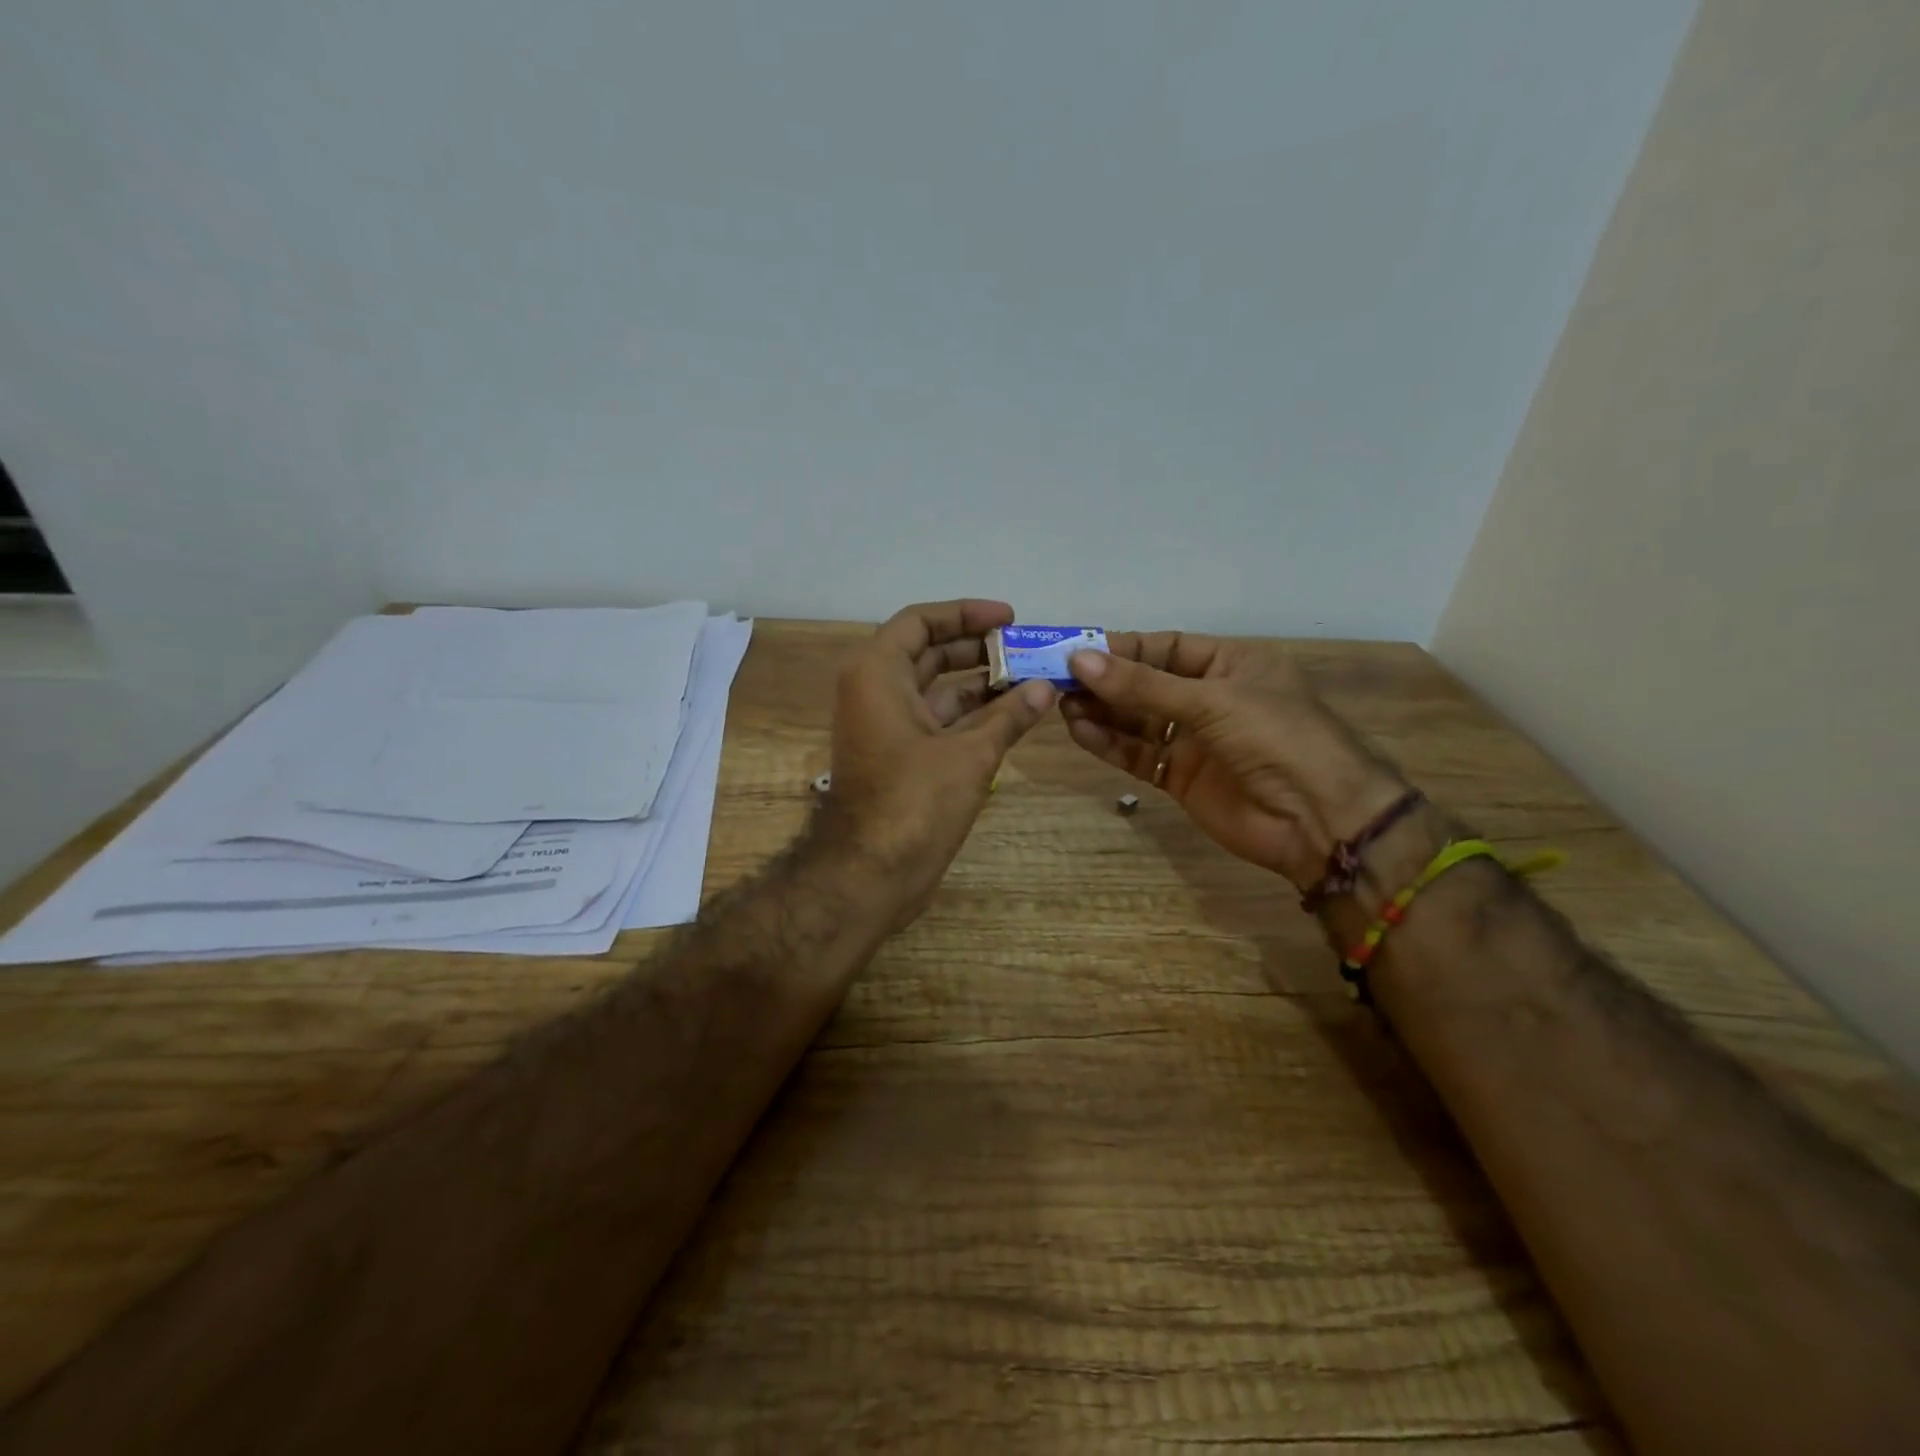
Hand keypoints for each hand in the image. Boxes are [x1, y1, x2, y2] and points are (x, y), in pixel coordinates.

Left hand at [820, 600, 1056, 928]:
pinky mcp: (900, 758)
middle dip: (979, 649)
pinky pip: (938, 722)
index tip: (1009, 619)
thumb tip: (1047, 688)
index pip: (920, 623)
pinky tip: (1015, 716)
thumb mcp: (970, 754)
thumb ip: (1009, 716)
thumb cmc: (914, 802)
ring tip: (1032, 680)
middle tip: (1028, 649)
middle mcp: (877, 693)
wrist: (870, 874)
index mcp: (879, 674)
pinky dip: (973, 717)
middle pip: (930, 654)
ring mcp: (887, 728)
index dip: (964, 614)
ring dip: (981, 685)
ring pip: (937, 691)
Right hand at [1061, 633, 1408, 891]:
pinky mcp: (1181, 777)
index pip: (1166, 648)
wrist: (1319, 820)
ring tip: (1061, 706)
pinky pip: (1139, 754)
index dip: (1122, 648)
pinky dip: (1110, 744)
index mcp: (1231, 665)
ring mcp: (1195, 740)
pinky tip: (1080, 732)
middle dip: (1105, 682)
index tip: (1077, 650)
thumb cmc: (1276, 739)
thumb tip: (1079, 660)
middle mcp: (1210, 698)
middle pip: (1146, 684)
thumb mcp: (1211, 701)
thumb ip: (1143, 685)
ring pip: (1138, 720)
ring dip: (1101, 712)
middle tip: (1056, 679)